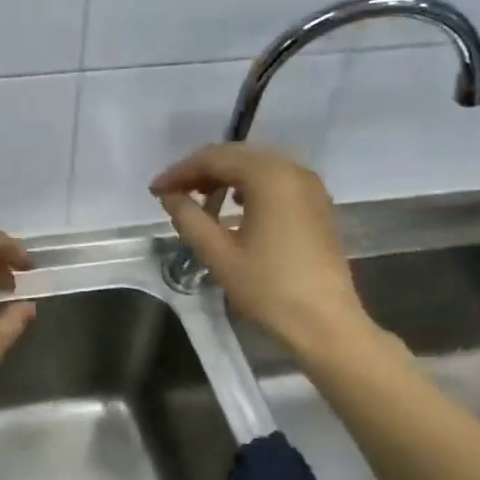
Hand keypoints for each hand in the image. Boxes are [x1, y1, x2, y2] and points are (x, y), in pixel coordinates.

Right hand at [151, 145, 375, 357]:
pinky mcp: (316, 204)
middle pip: (237, 156)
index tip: (155, 190)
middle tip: (172, 193)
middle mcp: (293, 170)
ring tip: (199, 200)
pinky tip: (233, 207)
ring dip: (224, 178)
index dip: (180, 171)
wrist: (324, 323)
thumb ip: (189, 218)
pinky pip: (275, 182)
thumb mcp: (219, 254)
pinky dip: (248, 187)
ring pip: (257, 167)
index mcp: (269, 176)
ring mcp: (309, 186)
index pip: (214, 159)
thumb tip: (169, 196)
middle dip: (201, 171)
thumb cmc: (269, 288)